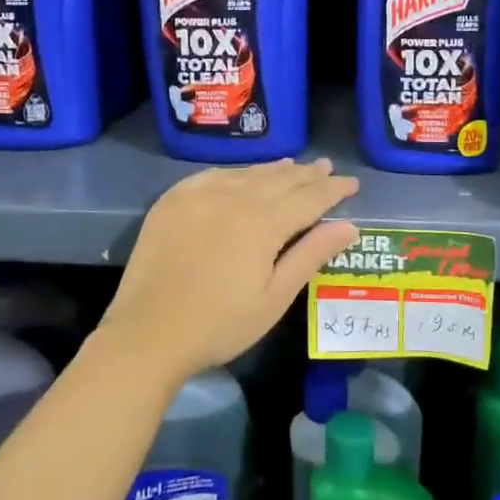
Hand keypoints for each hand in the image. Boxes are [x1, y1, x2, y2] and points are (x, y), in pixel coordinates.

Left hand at [102, 158, 360, 379]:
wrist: (148, 333)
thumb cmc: (219, 324)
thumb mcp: (274, 297)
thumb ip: (310, 255)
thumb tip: (348, 226)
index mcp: (263, 222)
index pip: (308, 197)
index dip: (333, 189)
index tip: (352, 183)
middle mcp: (233, 197)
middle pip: (279, 179)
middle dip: (307, 174)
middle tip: (327, 167)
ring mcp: (199, 194)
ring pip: (247, 173)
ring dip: (274, 170)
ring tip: (294, 166)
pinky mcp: (173, 200)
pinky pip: (214, 175)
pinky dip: (236, 173)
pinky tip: (243, 175)